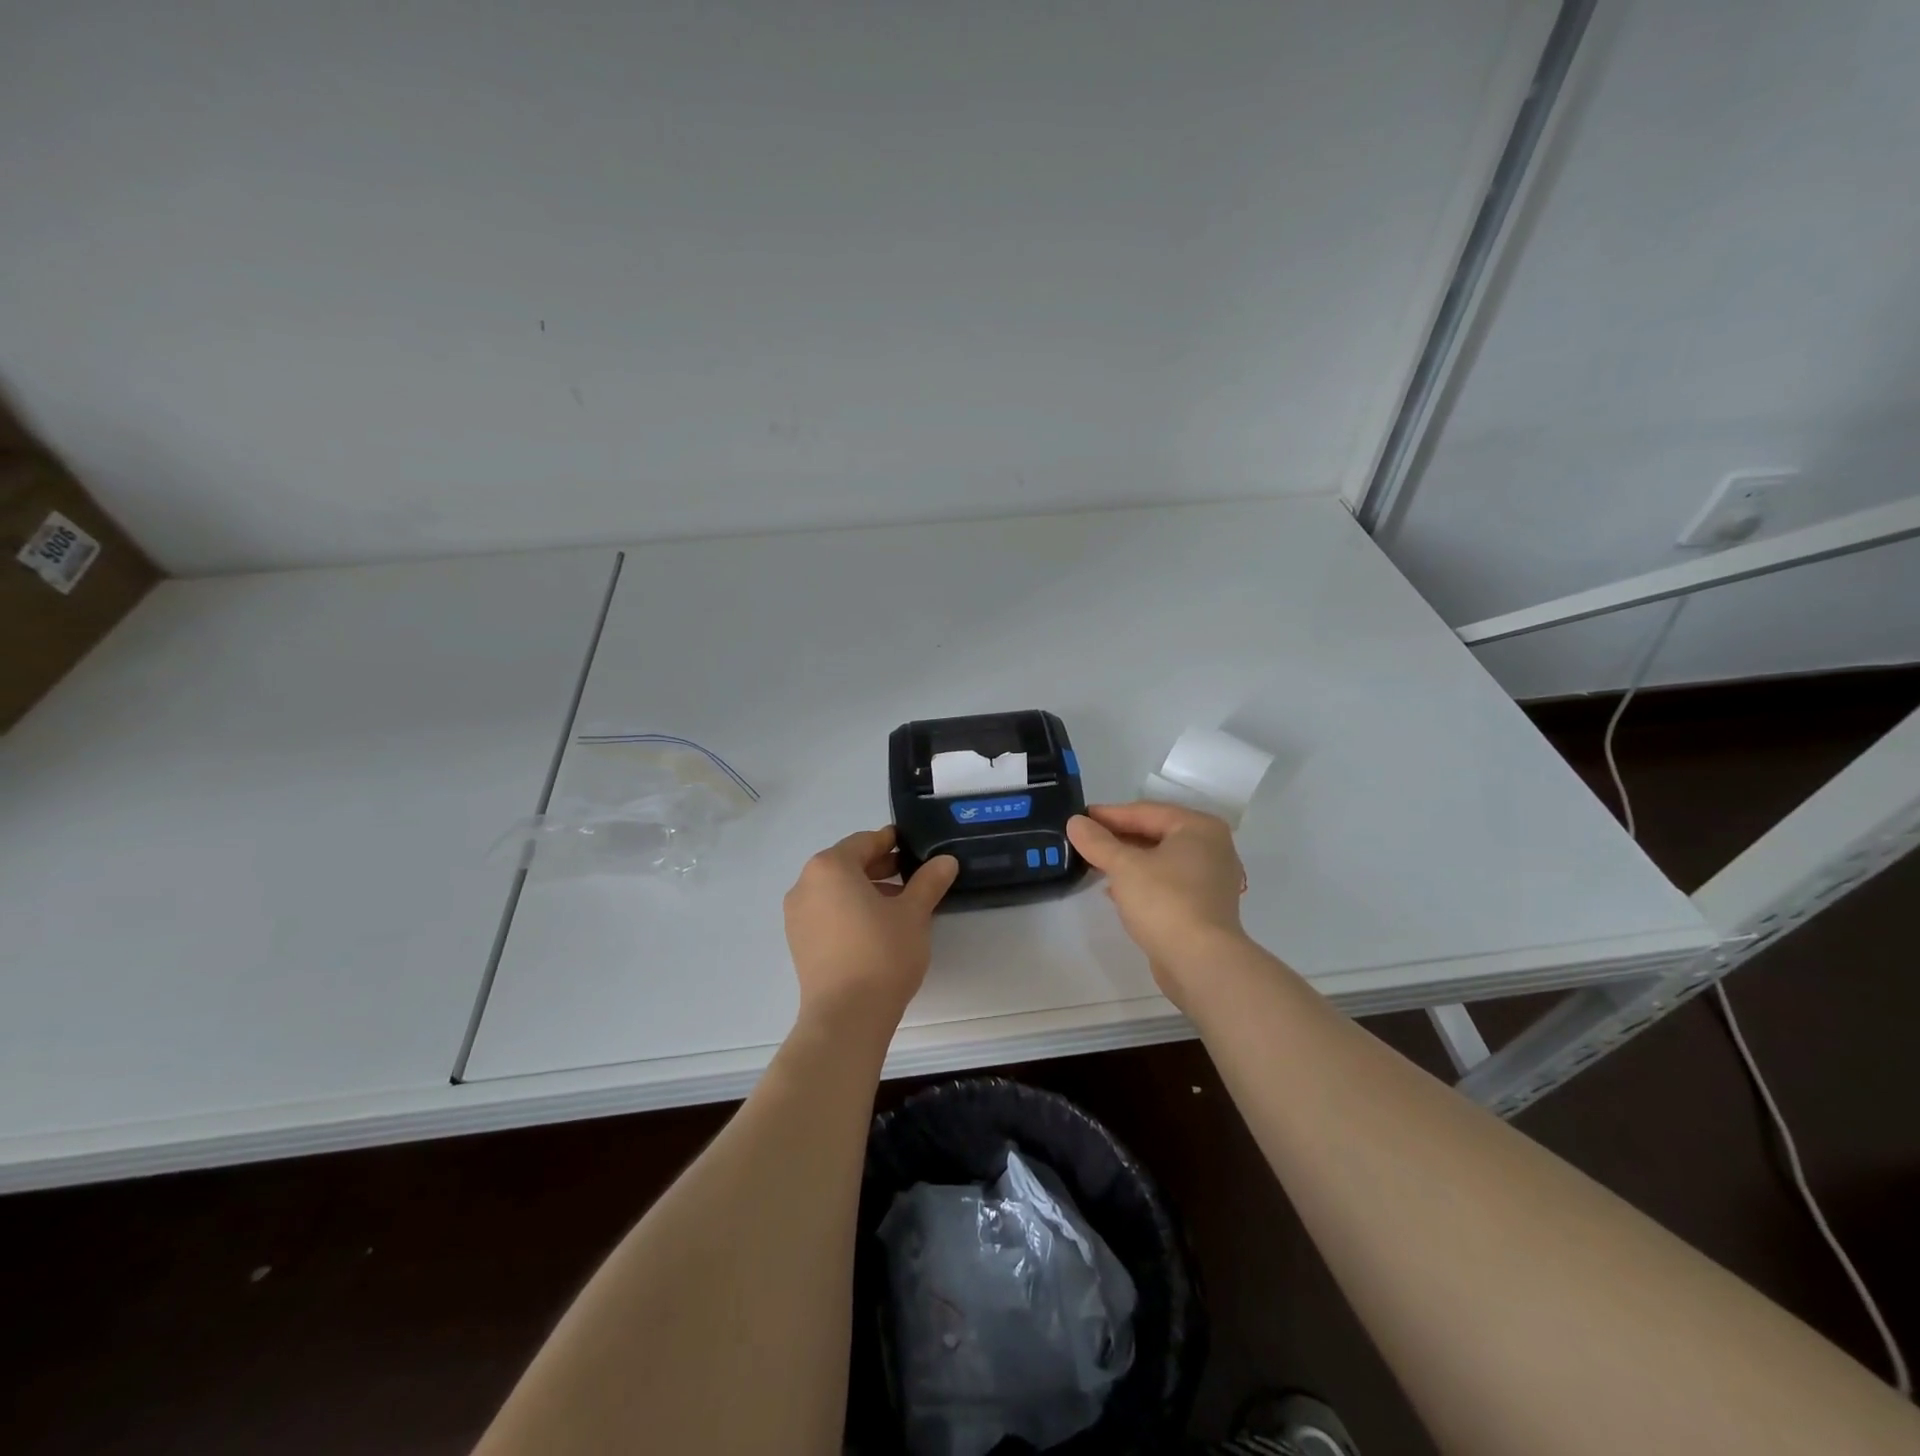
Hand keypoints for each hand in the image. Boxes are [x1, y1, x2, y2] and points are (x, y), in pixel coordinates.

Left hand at [783, 826, 958, 1031]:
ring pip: (836, 890)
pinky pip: (827, 913)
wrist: (846, 1017)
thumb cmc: (881, 953)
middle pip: (847, 864)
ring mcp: (797, 916)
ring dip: (866, 890)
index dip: (891, 841)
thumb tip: (945, 860)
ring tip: (900, 904)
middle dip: (880, 867)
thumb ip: (929, 881)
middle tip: (913, 873)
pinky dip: (850, 910)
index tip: (913, 845)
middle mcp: (805, 884)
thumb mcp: (914, 913)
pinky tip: (877, 927)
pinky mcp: (799, 943)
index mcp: (830, 867)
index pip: (864, 842)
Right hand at [1066, 802, 1249, 1009]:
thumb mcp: (1124, 866)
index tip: (1080, 818)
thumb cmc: (1165, 901)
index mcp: (1199, 828)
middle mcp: (1211, 848)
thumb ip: (1098, 842)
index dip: (1109, 815)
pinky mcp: (1204, 907)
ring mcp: (1211, 879)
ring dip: (1128, 861)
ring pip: (1160, 860)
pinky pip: (1167, 883)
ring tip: (1095, 864)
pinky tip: (1115, 891)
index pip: (1146, 811)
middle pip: (1155, 834)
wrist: (1201, 962)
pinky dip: (1142, 882)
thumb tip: (1075, 822)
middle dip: (1118, 838)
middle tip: (1084, 840)